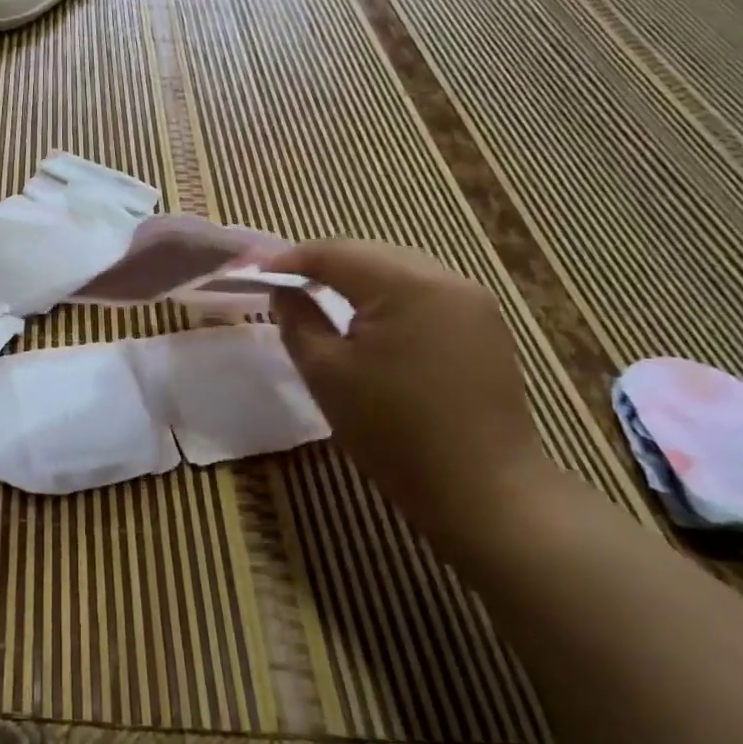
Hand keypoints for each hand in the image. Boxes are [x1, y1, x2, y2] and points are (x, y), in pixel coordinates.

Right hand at [271, 241, 553, 563]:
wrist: (482, 490)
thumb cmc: (392, 431)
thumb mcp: (325, 373)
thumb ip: (297, 319)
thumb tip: (284, 290)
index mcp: (406, 284)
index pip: (334, 252)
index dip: (289, 260)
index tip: (256, 276)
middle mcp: (446, 279)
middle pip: (370, 254)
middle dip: (324, 265)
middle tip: (285, 286)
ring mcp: (474, 301)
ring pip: (400, 270)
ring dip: (358, 278)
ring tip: (322, 299)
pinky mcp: (486, 326)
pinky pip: (425, 292)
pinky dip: (390, 297)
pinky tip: (371, 322)